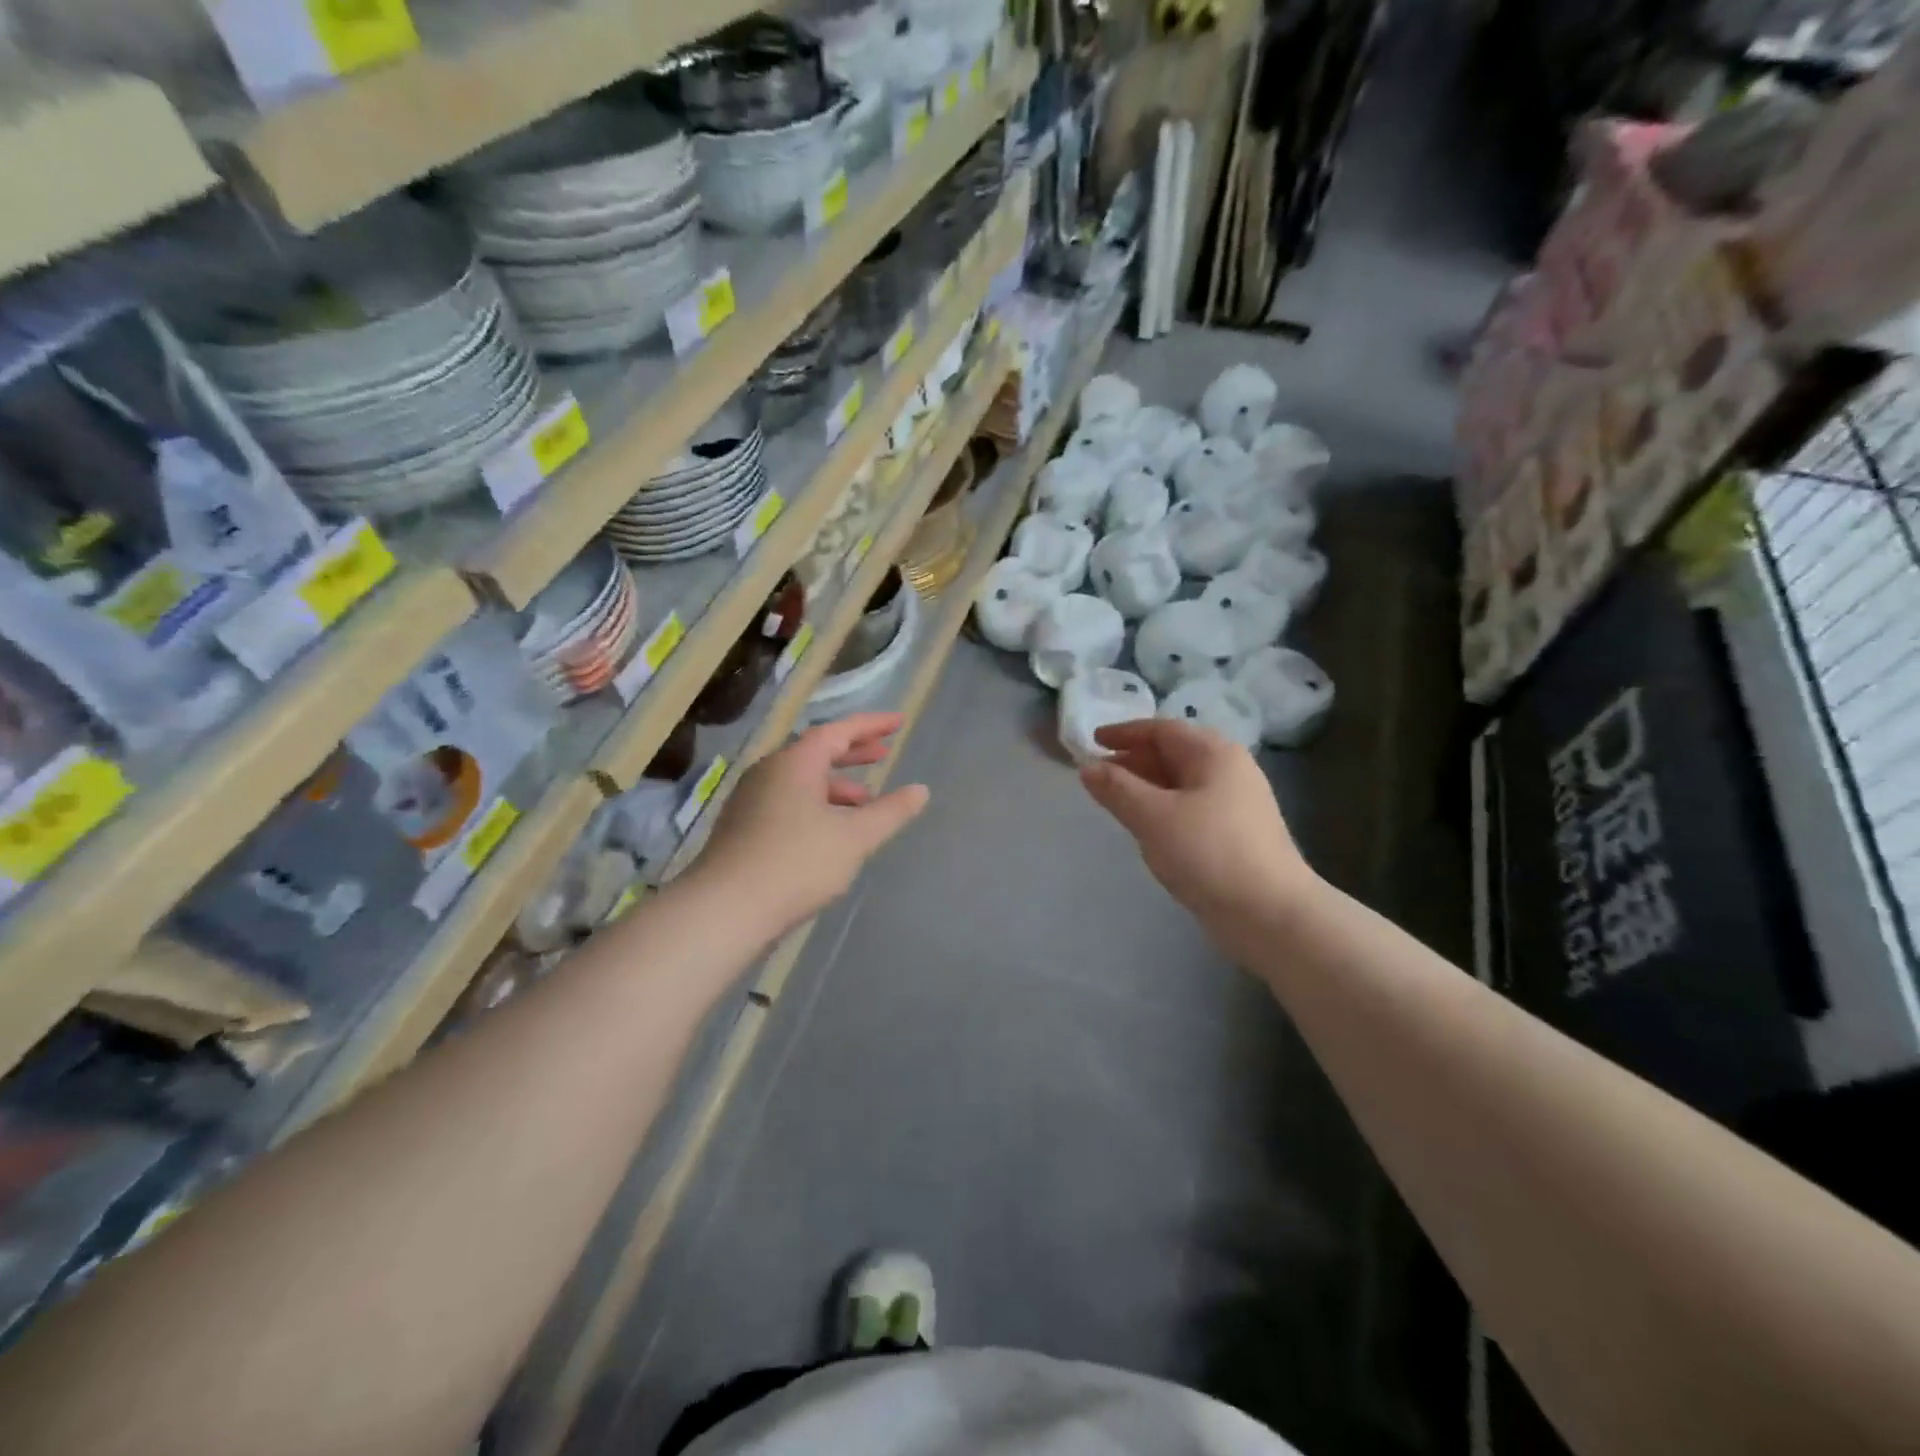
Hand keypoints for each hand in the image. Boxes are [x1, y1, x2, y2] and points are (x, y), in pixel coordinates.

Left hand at [693, 713, 929, 934]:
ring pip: (802, 779)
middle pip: (817, 751)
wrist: (725, 910)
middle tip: (883, 754)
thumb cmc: (796, 863)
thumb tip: (920, 790)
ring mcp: (751, 799)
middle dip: (853, 752)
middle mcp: (769, 772)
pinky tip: (831, 831)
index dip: (871, 725)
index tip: (898, 722)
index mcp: (795, 763)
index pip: (839, 730)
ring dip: (836, 785)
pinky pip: (788, 800)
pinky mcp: (743, 826)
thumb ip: (890, 812)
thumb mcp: (854, 837)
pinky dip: (816, 804)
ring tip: (865, 803)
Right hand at [1079, 719, 1315, 926]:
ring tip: (1114, 801)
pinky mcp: (1235, 835)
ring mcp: (1235, 804)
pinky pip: (1189, 808)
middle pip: (1173, 754)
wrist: (1270, 914)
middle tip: (1096, 775)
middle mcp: (1229, 771)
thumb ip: (1117, 788)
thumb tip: (1088, 768)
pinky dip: (1162, 809)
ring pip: (1181, 784)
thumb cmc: (1209, 853)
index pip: (1162, 730)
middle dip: (1133, 760)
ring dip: (1145, 787)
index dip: (1124, 732)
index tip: (1092, 741)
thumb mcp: (1154, 817)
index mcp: (1214, 754)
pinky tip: (1146, 828)